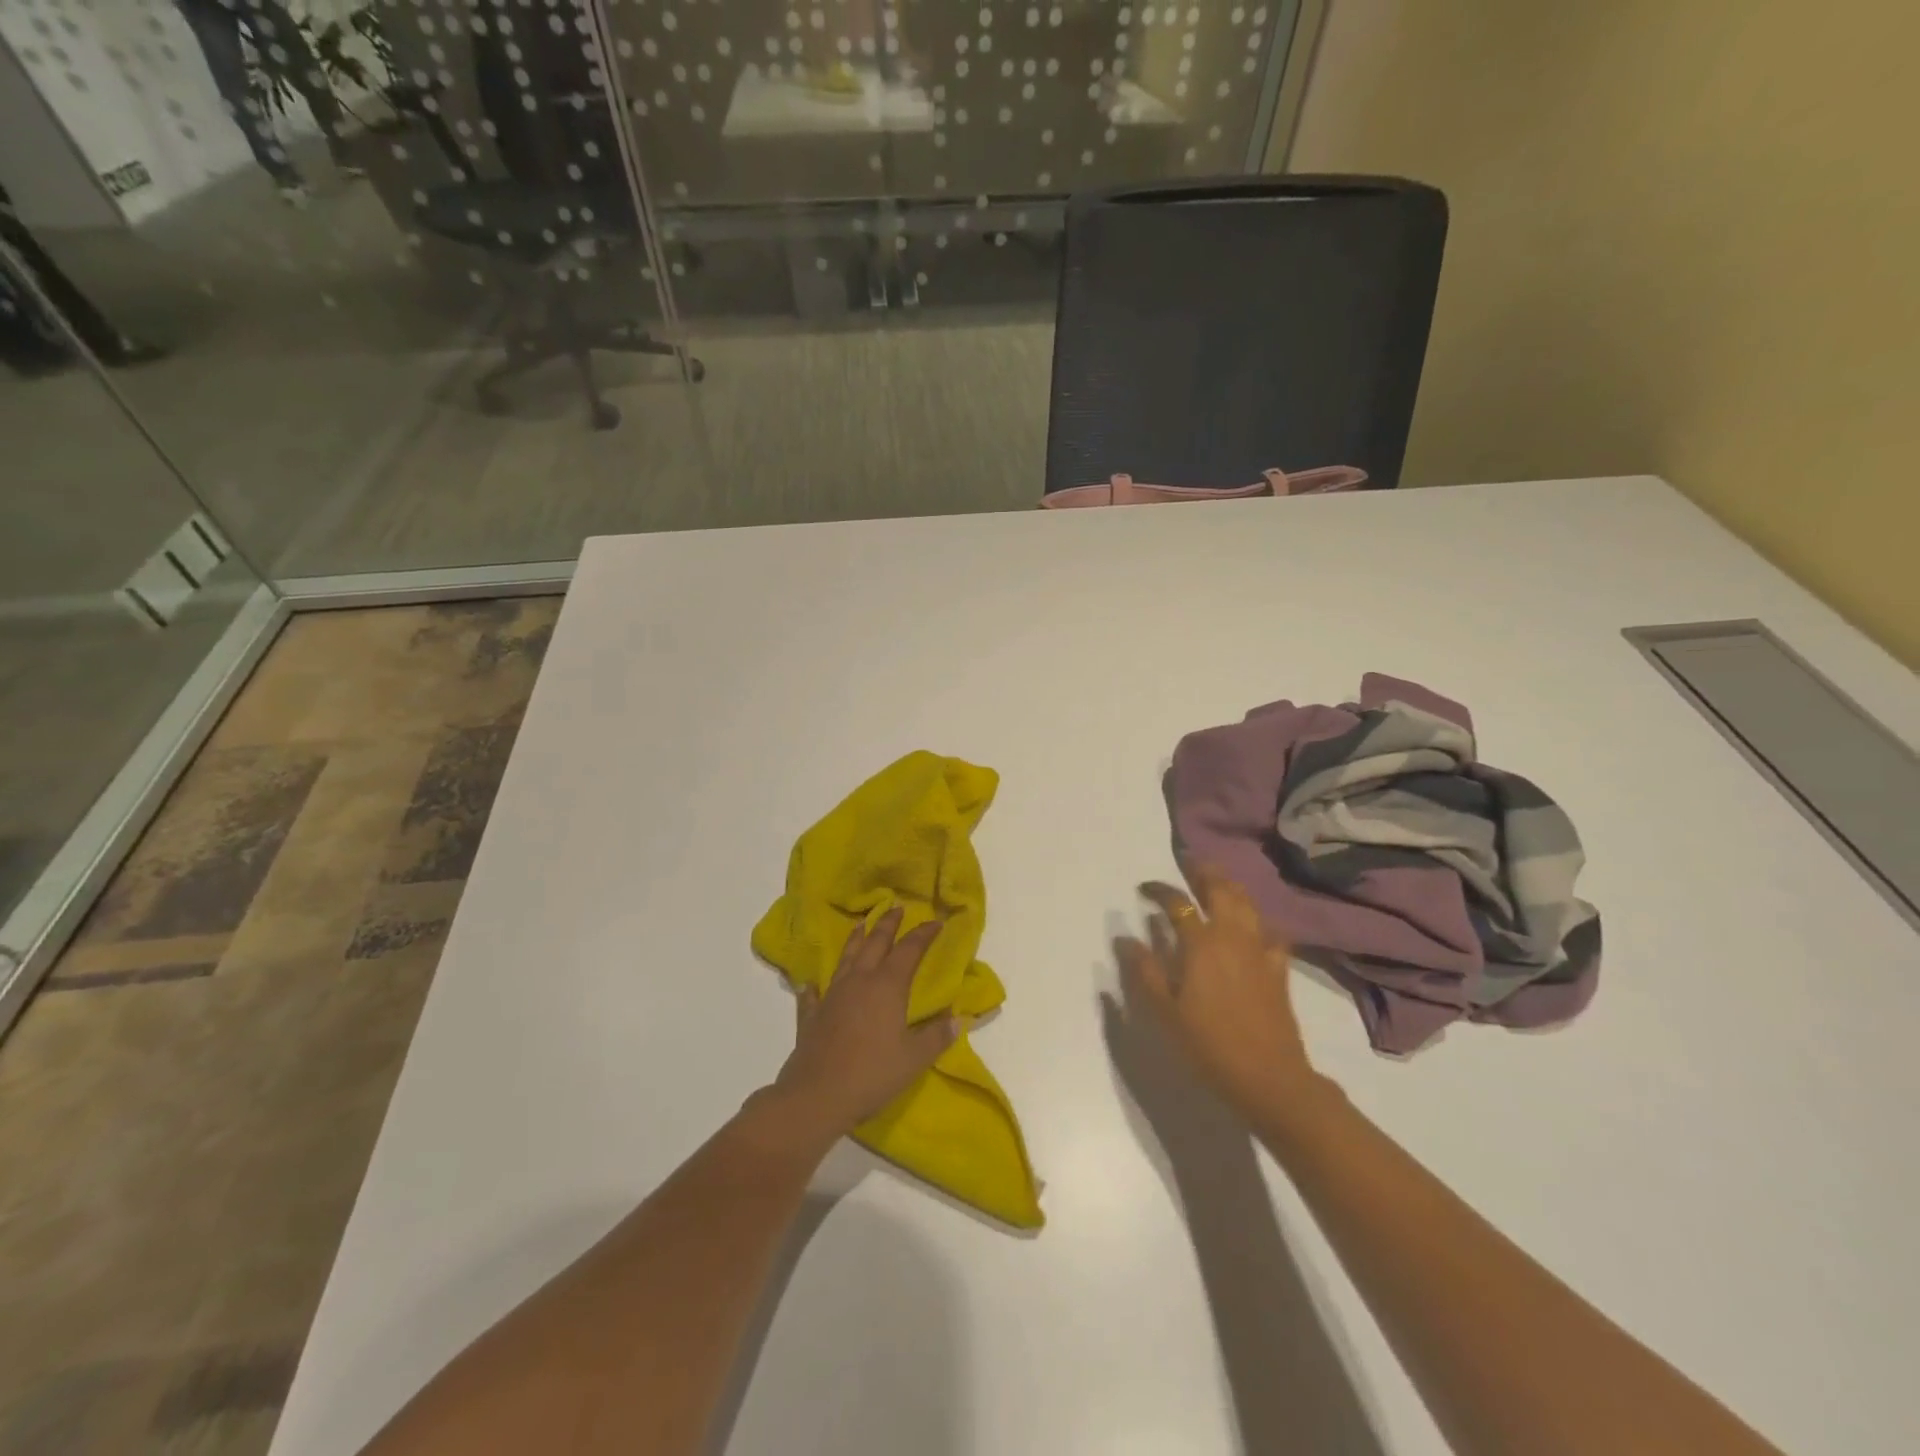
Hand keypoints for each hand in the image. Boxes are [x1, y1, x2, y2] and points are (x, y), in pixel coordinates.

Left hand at [773, 908, 957, 1138]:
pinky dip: (816, 985)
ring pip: (846, 958)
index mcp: (887, 986)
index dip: (923, 934)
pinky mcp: (812, 1014)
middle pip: (875, 943)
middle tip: (897, 907)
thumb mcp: (914, 1058)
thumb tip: (958, 1020)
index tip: (935, 922)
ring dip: (856, 939)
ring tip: (861, 925)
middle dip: (888, 924)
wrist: (817, 1095)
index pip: (909, 950)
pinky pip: (815, 993)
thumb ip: (937, 1037)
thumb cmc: (872, 1074)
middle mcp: (859, 981)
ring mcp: (832, 995)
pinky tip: (812, 984)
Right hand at [1114, 865, 1318, 1121]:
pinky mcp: (1278, 968)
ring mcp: (1260, 950)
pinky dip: (1257, 920)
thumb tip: (1125, 938)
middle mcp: (1232, 937)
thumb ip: (1145, 971)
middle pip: (1221, 890)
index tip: (1144, 888)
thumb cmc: (1208, 1045)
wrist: (1269, 1077)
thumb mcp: (1165, 1011)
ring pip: (1247, 904)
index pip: (1178, 904)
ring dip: (1230, 887)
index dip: (1159, 890)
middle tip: (1189, 862)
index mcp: (1201, 944)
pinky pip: (1270, 931)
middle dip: (1203, 872)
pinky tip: (1253, 926)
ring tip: (1217, 881)